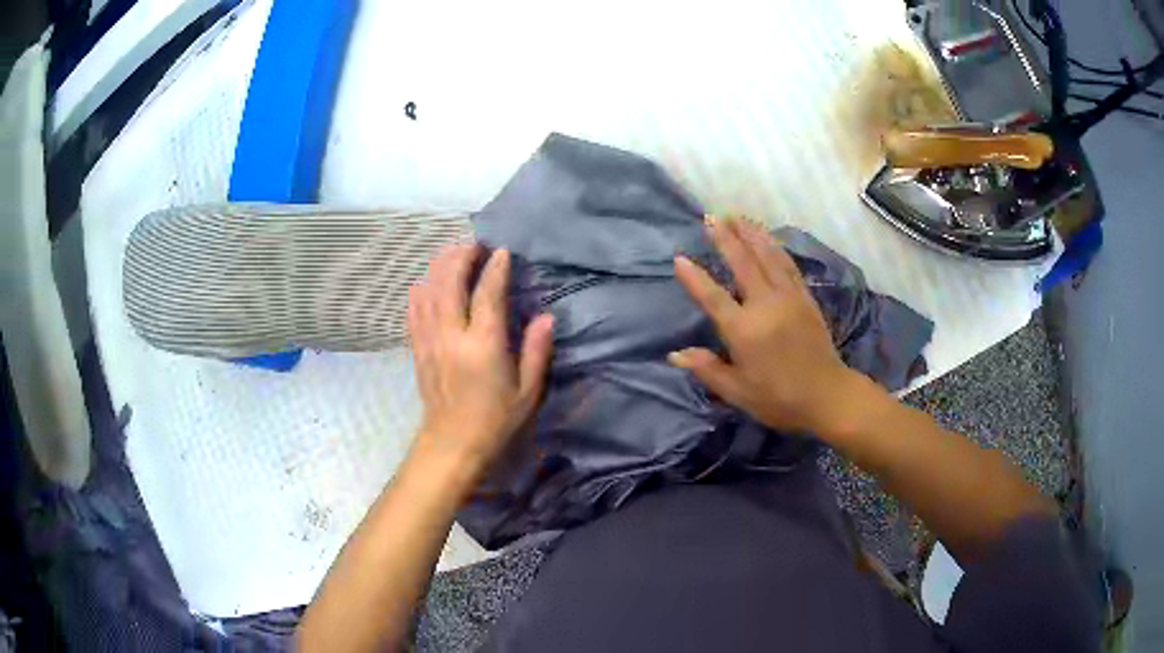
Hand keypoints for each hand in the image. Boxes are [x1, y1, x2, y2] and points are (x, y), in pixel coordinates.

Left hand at [408, 244, 553, 474]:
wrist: (452, 443)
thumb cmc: (496, 420)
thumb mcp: (527, 391)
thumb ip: (536, 351)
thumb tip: (546, 317)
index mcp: (483, 346)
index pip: (487, 294)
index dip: (495, 269)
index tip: (502, 251)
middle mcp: (452, 336)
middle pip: (449, 283)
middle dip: (460, 257)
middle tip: (474, 245)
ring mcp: (430, 340)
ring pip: (428, 291)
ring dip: (439, 267)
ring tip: (453, 254)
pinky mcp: (418, 348)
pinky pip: (414, 310)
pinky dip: (421, 290)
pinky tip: (427, 282)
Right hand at [669, 218, 860, 434]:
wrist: (827, 395)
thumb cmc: (779, 398)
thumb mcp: (738, 392)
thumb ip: (707, 369)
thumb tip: (675, 354)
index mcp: (744, 330)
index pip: (713, 297)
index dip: (695, 278)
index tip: (679, 258)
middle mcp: (766, 305)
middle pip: (743, 264)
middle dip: (726, 238)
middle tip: (712, 217)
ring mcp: (789, 298)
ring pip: (768, 257)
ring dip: (751, 234)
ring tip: (737, 216)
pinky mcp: (805, 298)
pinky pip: (788, 265)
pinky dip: (775, 248)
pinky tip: (768, 238)